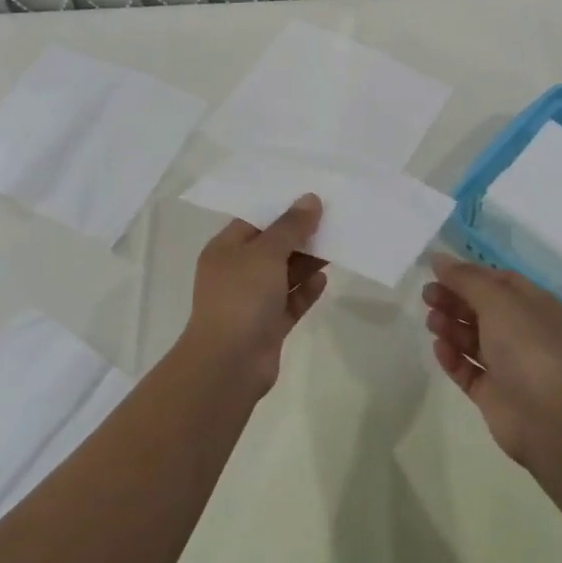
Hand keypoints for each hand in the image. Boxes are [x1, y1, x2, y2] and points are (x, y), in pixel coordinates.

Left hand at [183, 194, 327, 392]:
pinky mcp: (268, 326)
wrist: (229, 364)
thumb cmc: (241, 298)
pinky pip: (291, 302)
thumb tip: (310, 199)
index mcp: (225, 249)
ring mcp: (252, 301)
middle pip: (272, 247)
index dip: (282, 208)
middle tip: (333, 219)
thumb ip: (290, 226)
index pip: (254, 220)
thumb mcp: (266, 253)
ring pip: (284, 275)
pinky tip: (324, 279)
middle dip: (300, 235)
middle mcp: (236, 272)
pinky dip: (306, 291)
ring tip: (336, 245)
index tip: (313, 198)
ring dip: (307, 262)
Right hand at [423, 254, 561, 464]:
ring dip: (451, 326)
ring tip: (431, 321)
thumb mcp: (498, 300)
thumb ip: (466, 278)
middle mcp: (524, 333)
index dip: (469, 275)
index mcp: (535, 306)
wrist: (551, 418)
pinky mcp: (494, 394)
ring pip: (473, 339)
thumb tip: (438, 258)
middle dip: (454, 299)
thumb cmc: (528, 347)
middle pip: (482, 309)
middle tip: (427, 296)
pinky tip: (438, 348)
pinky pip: (468, 370)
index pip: (499, 281)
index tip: (438, 272)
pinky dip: (453, 358)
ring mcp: (509, 365)